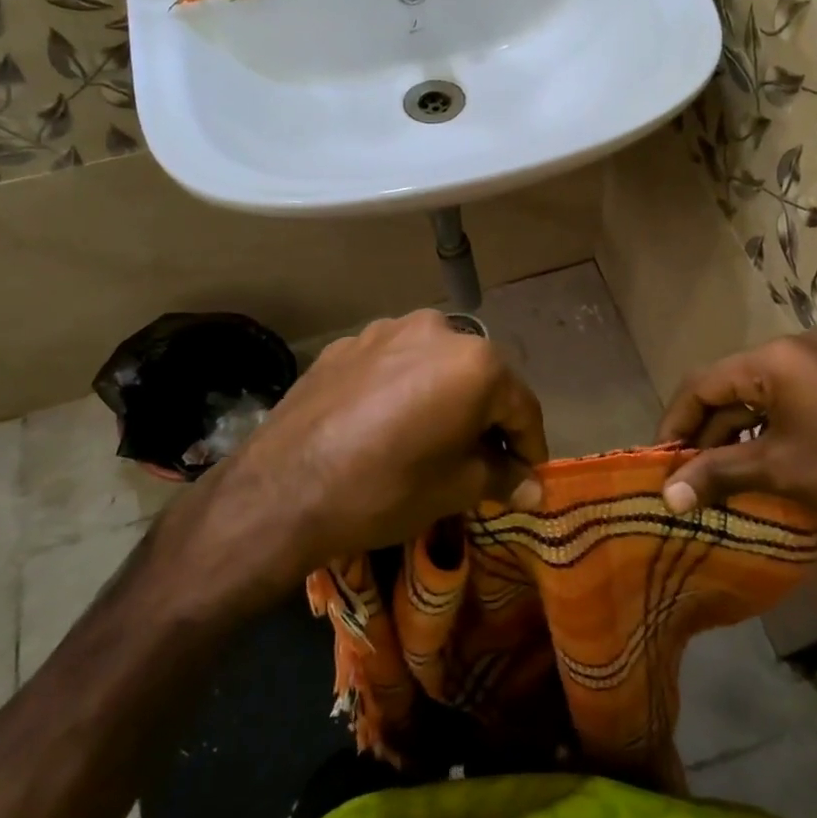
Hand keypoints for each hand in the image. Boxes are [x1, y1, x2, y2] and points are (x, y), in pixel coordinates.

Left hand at [193, 311, 546, 582]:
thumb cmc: (387, 487)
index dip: (530, 445)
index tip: (530, 475)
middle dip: (486, 418)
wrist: (283, 488)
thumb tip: (533, 487)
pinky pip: (391, 365)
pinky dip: (403, 390)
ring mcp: (385, 329)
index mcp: (475, 361)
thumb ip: (502, 477)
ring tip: (432, 438)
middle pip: (479, 377)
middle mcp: (436, 329)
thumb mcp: (456, 488)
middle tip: (482, 459)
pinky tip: (386, 424)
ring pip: (433, 365)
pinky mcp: (347, 343)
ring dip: (444, 397)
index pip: (521, 405)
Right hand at [656, 330, 816, 559]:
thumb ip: (717, 474)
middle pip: (732, 388)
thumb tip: (666, 496)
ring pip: (762, 396)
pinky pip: (792, 401)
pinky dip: (769, 431)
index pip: (704, 383)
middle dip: (706, 433)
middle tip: (688, 476)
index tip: (659, 462)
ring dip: (737, 435)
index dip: (675, 423)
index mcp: (776, 357)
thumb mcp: (780, 470)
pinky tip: (763, 465)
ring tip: (720, 478)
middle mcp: (799, 349)